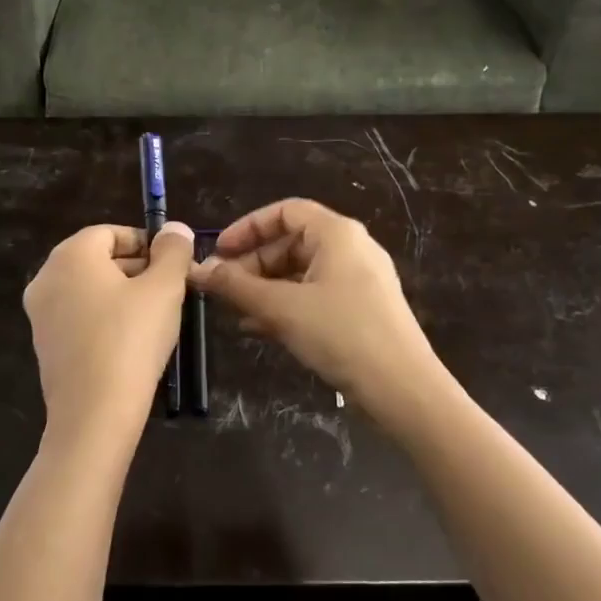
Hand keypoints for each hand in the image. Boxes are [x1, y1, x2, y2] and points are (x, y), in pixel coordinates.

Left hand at [23, 221, 194, 455]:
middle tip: (172, 291)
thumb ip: (172, 251)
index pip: (111, 232)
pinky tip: (132, 342)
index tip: (174, 265)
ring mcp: (40, 314)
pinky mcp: (45, 345)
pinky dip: (105, 319)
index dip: (147, 243)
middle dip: (138, 268)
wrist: (94, 414)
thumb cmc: (131, 339)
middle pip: (98, 259)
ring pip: (89, 290)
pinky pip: (79, 317)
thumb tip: (175, 229)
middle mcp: (46, 277)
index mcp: (70, 255)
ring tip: (157, 317)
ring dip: (123, 294)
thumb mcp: (164, 288)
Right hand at [191, 198, 449, 432]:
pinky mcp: (362, 309)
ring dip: (265, 288)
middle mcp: (351, 248)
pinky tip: (260, 329)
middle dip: (252, 263)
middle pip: (291, 242)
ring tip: (235, 311)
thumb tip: (198, 270)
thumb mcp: (281, 308)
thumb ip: (236, 286)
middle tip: (222, 288)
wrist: (403, 388)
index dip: (247, 227)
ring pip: (301, 272)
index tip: (219, 252)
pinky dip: (287, 305)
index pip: (285, 211)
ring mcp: (359, 279)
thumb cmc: (341, 334)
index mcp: (336, 233)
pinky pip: (315, 295)